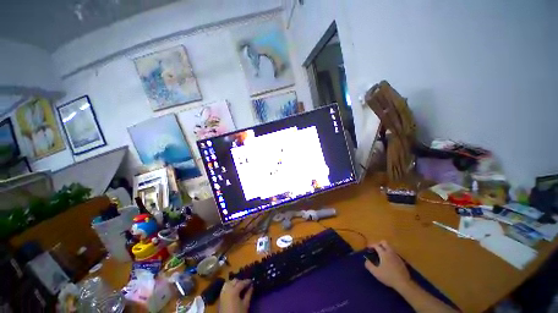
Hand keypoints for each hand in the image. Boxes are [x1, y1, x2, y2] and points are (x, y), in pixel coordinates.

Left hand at [219, 279, 253, 312]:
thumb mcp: (245, 304)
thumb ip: (248, 294)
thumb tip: (251, 286)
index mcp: (233, 291)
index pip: (241, 283)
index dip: (247, 281)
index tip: (252, 281)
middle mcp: (227, 290)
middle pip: (234, 281)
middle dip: (240, 281)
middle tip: (246, 285)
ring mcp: (222, 293)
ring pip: (228, 283)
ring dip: (234, 283)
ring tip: (239, 287)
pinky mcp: (220, 298)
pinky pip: (225, 288)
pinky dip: (229, 286)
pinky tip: (233, 290)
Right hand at [364, 241, 411, 290]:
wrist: (404, 283)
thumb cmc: (388, 276)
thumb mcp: (376, 272)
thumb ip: (369, 265)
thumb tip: (366, 261)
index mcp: (383, 253)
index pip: (376, 245)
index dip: (371, 245)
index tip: (368, 248)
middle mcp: (390, 252)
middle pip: (384, 242)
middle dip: (379, 243)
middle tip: (375, 249)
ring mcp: (397, 256)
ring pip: (390, 247)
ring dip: (385, 249)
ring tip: (381, 255)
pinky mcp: (401, 261)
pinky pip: (394, 253)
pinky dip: (390, 254)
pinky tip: (389, 261)